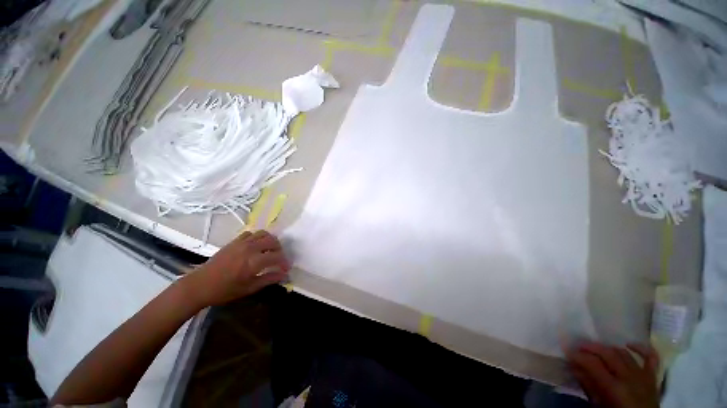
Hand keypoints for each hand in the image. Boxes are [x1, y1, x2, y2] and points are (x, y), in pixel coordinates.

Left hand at [183, 230, 289, 306]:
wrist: (200, 285)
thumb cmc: (225, 290)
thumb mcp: (249, 288)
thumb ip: (269, 279)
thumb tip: (284, 275)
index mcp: (254, 262)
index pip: (277, 257)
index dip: (284, 262)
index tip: (286, 268)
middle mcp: (250, 248)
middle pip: (273, 241)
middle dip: (280, 249)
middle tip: (279, 258)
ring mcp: (242, 243)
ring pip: (263, 234)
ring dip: (270, 240)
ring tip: (270, 249)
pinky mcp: (234, 241)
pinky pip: (251, 233)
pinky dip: (257, 237)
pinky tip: (256, 246)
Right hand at [567, 342, 659, 407]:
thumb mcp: (599, 405)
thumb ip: (588, 386)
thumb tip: (574, 367)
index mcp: (614, 387)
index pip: (593, 364)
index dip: (579, 356)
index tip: (568, 352)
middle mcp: (629, 377)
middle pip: (608, 354)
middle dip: (591, 347)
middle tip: (579, 346)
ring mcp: (642, 375)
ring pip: (623, 353)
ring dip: (609, 348)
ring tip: (598, 349)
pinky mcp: (652, 376)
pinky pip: (651, 357)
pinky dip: (641, 348)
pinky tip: (629, 344)